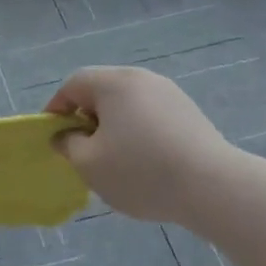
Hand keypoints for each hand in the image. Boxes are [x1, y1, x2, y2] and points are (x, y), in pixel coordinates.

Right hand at [46, 66, 232, 224]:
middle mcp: (142, 79)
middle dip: (86, 118)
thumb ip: (69, 145)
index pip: (74, 84)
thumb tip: (66, 135)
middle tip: (81, 149)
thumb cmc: (140, 171)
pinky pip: (151, 116)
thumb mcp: (89, 164)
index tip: (52, 135)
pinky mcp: (190, 113)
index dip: (56, 107)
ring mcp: (170, 94)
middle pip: (102, 91)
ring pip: (128, 105)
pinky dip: (138, 132)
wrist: (213, 186)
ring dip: (113, 126)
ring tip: (113, 160)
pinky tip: (144, 163)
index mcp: (114, 83)